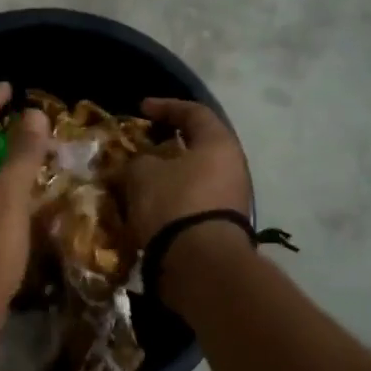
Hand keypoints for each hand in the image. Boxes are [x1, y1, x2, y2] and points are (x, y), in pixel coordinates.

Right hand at [126, 98, 251, 246]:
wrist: (200, 263)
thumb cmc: (174, 204)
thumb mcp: (143, 173)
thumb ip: (138, 160)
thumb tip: (139, 164)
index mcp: (219, 144)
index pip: (194, 113)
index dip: (166, 107)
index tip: (142, 109)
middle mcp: (233, 167)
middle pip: (198, 146)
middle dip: (167, 144)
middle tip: (142, 145)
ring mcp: (232, 198)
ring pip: (195, 176)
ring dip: (168, 174)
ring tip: (140, 178)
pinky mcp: (222, 225)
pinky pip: (194, 200)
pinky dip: (172, 197)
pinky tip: (150, 204)